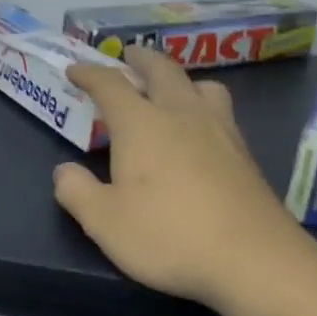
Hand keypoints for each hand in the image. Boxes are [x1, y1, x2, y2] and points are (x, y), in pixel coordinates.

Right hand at [54, 47, 304, 309]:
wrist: (253, 259)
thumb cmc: (168, 235)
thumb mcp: (104, 222)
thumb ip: (77, 192)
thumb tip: (64, 171)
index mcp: (142, 124)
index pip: (111, 85)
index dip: (90, 74)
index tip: (75, 70)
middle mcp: (182, 115)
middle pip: (162, 71)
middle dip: (140, 60)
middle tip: (128, 56)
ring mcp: (220, 131)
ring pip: (200, 86)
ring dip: (180, 79)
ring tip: (171, 89)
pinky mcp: (244, 154)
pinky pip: (220, 111)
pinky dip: (202, 105)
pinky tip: (200, 130)